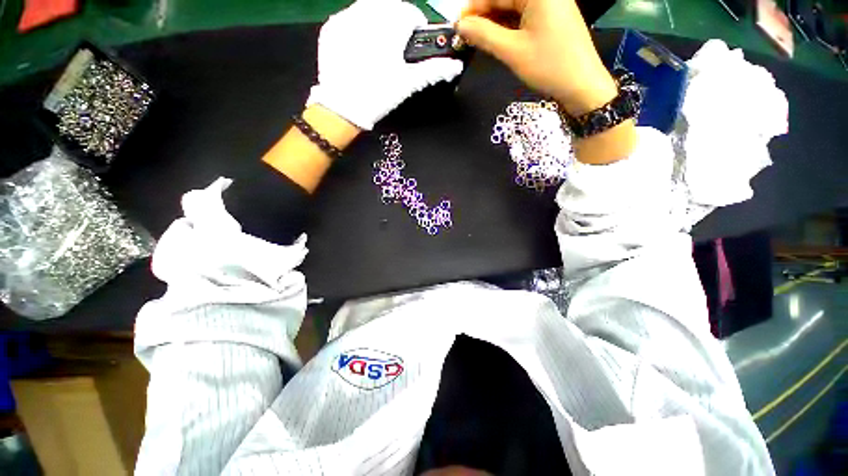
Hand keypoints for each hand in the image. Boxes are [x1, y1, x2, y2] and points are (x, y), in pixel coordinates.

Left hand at [308, 0, 463, 130]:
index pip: (411, 13)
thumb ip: (433, 71)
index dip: (416, 28)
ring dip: (378, 23)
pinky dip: (359, 28)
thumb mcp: (408, 83)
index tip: (413, 44)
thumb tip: (454, 66)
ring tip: (377, 50)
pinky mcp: (331, 27)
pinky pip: (350, 18)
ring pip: (369, 9)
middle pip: (390, 8)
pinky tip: (360, 50)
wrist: (342, 108)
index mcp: (390, 25)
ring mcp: (346, 18)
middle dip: (396, 24)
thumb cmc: (378, 95)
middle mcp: (367, 13)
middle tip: (395, 50)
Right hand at [457, 0, 615, 115]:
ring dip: (494, 23)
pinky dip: (508, 28)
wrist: (582, 85)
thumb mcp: (512, 51)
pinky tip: (496, 40)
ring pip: (513, 9)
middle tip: (466, 36)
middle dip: (484, 16)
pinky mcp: (552, 19)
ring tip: (478, 41)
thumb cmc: (548, 66)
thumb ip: (484, 35)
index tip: (457, 26)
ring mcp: (551, 5)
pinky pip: (524, 17)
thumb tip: (460, 26)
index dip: (474, 7)